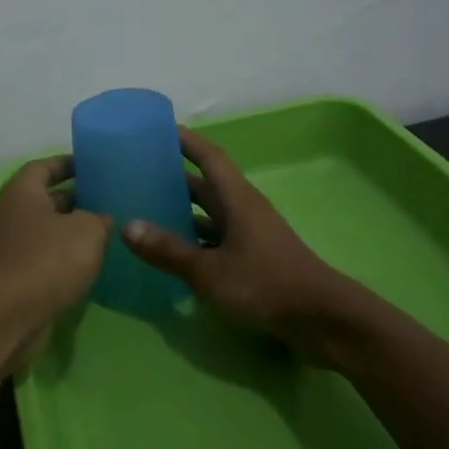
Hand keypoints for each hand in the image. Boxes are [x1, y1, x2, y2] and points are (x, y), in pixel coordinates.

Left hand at [0, 156, 111, 358]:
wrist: (11, 315)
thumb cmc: (49, 259)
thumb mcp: (88, 230)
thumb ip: (99, 218)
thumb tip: (101, 220)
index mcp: (23, 192)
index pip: (45, 166)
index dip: (68, 163)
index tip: (92, 165)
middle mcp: (12, 214)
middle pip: (46, 198)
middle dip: (75, 198)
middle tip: (107, 199)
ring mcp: (12, 247)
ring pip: (47, 230)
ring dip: (72, 230)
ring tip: (106, 230)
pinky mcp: (17, 277)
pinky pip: (45, 257)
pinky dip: (65, 257)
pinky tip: (90, 263)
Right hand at [122, 127, 351, 357]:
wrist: (322, 319)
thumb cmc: (265, 284)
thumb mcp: (210, 270)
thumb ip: (169, 251)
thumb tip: (127, 227)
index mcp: (237, 199)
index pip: (209, 157)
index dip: (185, 140)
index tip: (157, 129)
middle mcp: (244, 210)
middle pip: (206, 186)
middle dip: (174, 178)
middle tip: (137, 174)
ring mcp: (250, 236)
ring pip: (210, 216)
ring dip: (182, 212)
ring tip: (145, 212)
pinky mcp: (254, 259)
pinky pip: (216, 241)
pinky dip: (194, 242)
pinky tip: (171, 255)